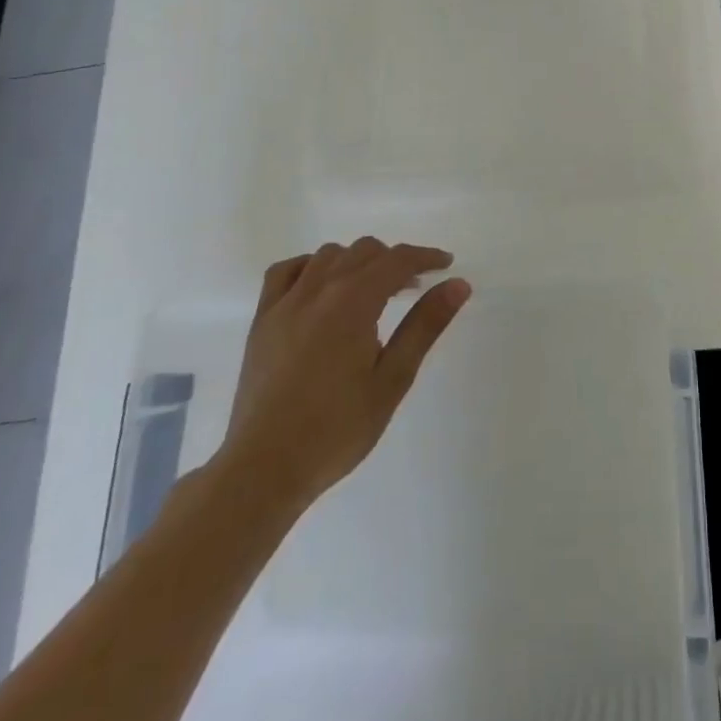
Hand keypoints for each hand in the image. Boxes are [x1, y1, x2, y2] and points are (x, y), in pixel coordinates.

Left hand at [211, 239, 470, 518]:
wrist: (264, 469)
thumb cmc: (337, 429)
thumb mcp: (393, 379)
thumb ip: (425, 325)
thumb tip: (458, 284)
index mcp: (353, 302)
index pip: (397, 260)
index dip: (426, 256)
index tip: (446, 264)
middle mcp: (318, 290)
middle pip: (364, 251)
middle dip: (394, 261)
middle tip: (413, 289)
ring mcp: (285, 303)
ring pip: (328, 255)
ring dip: (356, 262)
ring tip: (371, 292)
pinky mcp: (262, 320)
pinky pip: (287, 272)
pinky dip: (311, 267)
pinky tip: (322, 289)